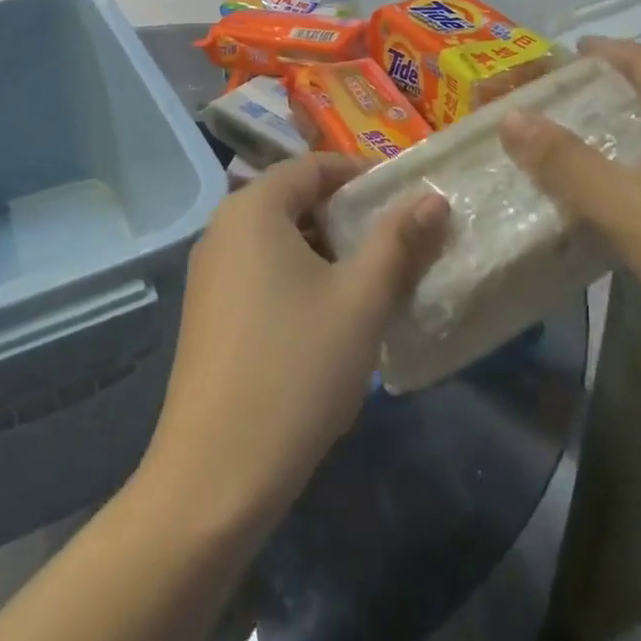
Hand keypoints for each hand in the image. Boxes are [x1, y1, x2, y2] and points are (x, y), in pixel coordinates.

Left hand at [139, 154, 447, 529]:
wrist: (215, 474)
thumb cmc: (296, 369)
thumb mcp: (360, 300)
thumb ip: (399, 241)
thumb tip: (433, 197)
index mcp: (253, 208)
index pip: (315, 166)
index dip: (364, 177)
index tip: (407, 203)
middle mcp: (223, 228)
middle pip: (296, 201)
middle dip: (349, 220)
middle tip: (398, 249)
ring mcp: (209, 273)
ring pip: (281, 241)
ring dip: (328, 254)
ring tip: (372, 288)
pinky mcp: (207, 312)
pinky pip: (261, 273)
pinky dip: (300, 280)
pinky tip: (328, 323)